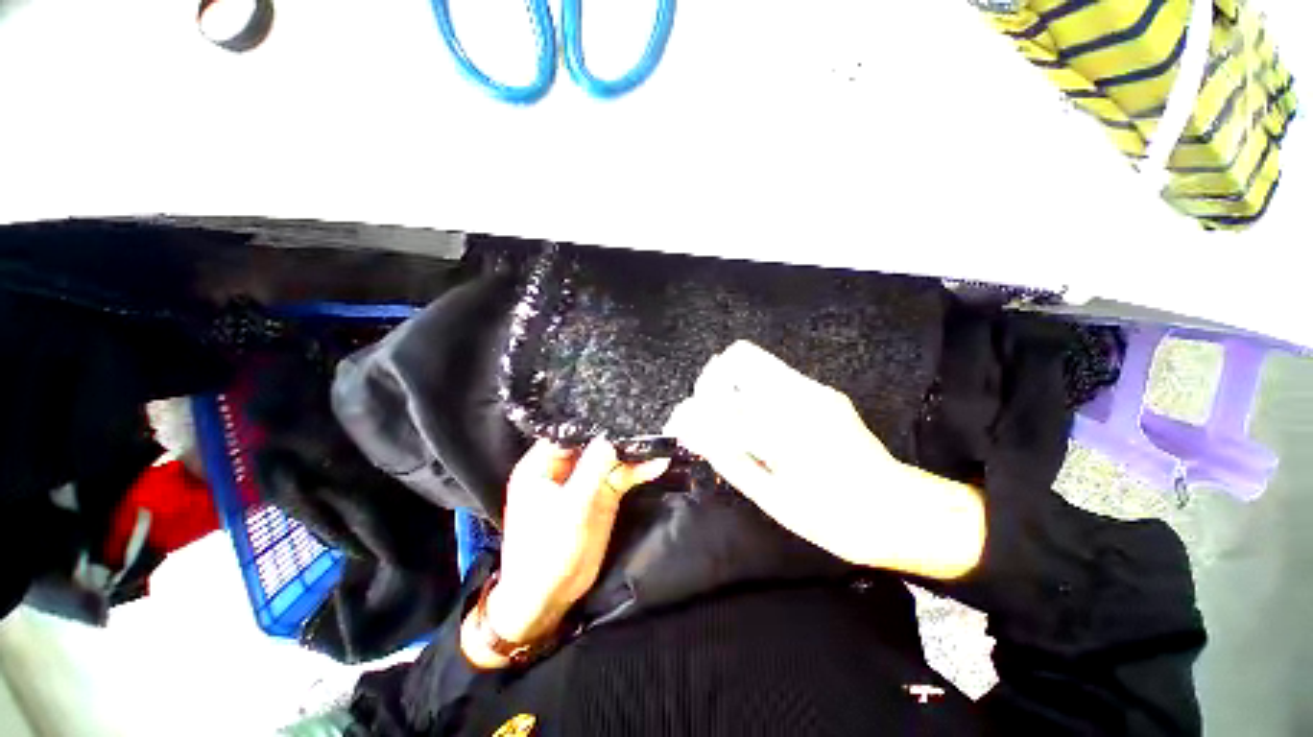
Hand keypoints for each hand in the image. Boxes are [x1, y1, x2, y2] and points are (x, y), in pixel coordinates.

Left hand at [467, 439, 667, 666]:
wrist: (549, 599)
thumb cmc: (547, 552)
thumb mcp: (571, 508)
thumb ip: (593, 470)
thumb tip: (611, 437)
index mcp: (542, 465)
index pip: (568, 432)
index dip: (591, 420)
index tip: (619, 407)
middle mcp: (564, 469)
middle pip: (593, 443)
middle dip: (617, 434)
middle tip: (646, 420)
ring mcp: (585, 482)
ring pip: (610, 459)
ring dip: (632, 453)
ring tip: (658, 440)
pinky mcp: (601, 497)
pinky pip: (621, 477)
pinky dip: (637, 472)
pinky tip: (657, 464)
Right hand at [665, 341, 984, 579]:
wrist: (901, 510)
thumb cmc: (836, 518)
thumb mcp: (776, 500)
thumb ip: (732, 460)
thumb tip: (696, 433)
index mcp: (786, 430)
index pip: (722, 402)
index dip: (694, 410)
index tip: (682, 426)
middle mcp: (799, 396)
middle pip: (739, 358)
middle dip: (711, 383)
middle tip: (705, 415)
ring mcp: (813, 389)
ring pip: (755, 361)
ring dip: (730, 383)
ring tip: (725, 417)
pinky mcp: (822, 391)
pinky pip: (772, 375)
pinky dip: (750, 390)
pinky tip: (753, 419)